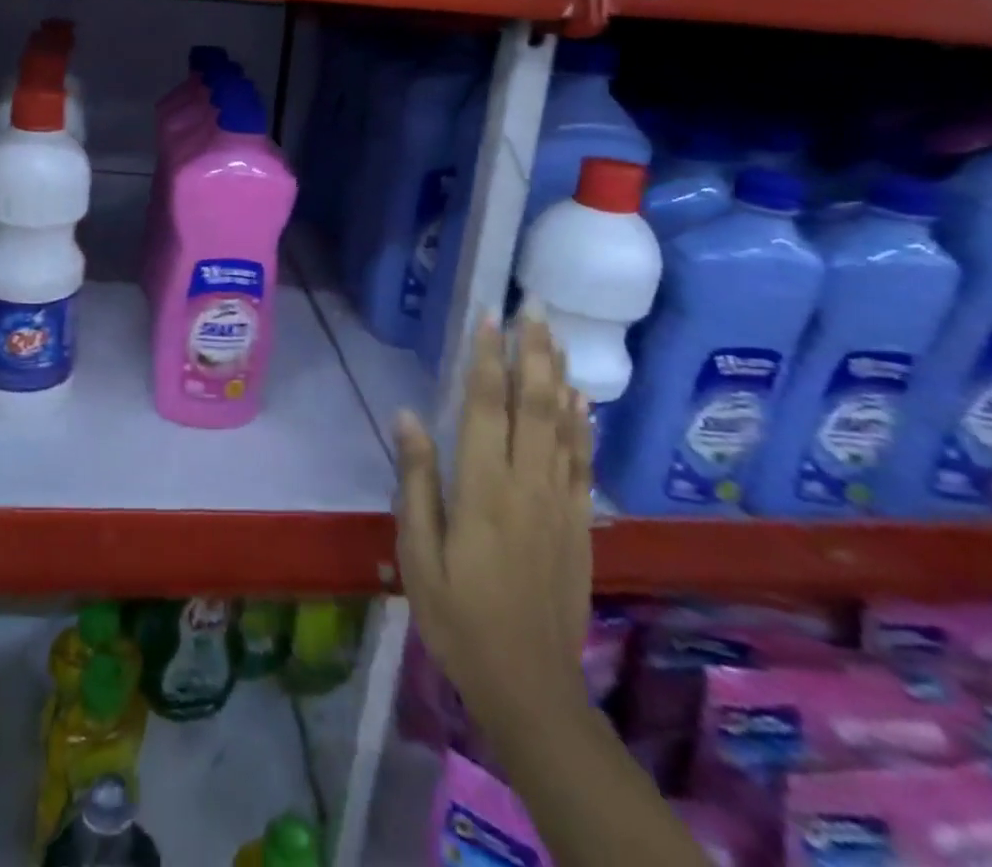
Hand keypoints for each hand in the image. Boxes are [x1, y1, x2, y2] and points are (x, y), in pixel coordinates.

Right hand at [395, 315, 593, 752]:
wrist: (531, 686)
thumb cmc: (459, 617)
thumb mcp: (419, 553)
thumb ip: (416, 480)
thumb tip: (408, 415)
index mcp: (483, 488)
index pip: (486, 406)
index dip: (487, 358)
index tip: (489, 316)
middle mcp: (527, 484)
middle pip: (534, 403)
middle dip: (532, 350)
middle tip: (533, 305)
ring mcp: (560, 502)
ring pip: (564, 424)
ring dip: (558, 374)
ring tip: (555, 334)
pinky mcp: (579, 523)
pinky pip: (583, 461)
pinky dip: (584, 423)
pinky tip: (582, 398)